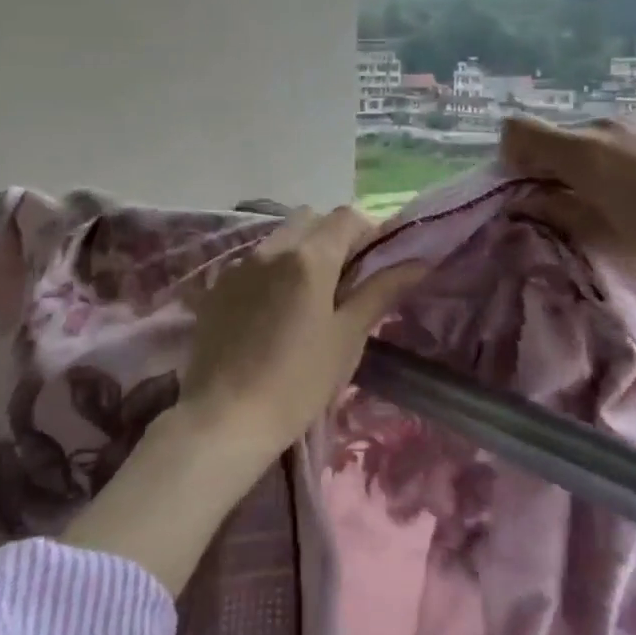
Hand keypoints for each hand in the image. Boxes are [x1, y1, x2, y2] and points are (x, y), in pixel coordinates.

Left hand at [62, 206, 422, 595]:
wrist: (225, 417)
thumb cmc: (299, 381)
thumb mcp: (348, 337)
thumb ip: (380, 291)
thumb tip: (417, 262)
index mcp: (309, 257)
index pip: (346, 216)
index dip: (367, 231)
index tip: (375, 263)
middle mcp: (272, 248)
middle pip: (310, 219)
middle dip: (332, 236)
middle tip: (345, 278)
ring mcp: (240, 265)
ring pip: (280, 238)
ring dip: (301, 251)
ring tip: (309, 296)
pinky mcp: (218, 286)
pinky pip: (254, 261)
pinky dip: (273, 270)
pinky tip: (274, 310)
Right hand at [500, 110, 635, 272]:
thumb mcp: (607, 237)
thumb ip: (558, 214)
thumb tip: (527, 201)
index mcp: (580, 152)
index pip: (518, 129)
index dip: (512, 153)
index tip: (530, 182)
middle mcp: (603, 123)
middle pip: (560, 137)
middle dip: (560, 166)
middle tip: (585, 202)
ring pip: (598, 136)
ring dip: (599, 161)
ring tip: (635, 195)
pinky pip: (632, 132)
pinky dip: (631, 153)